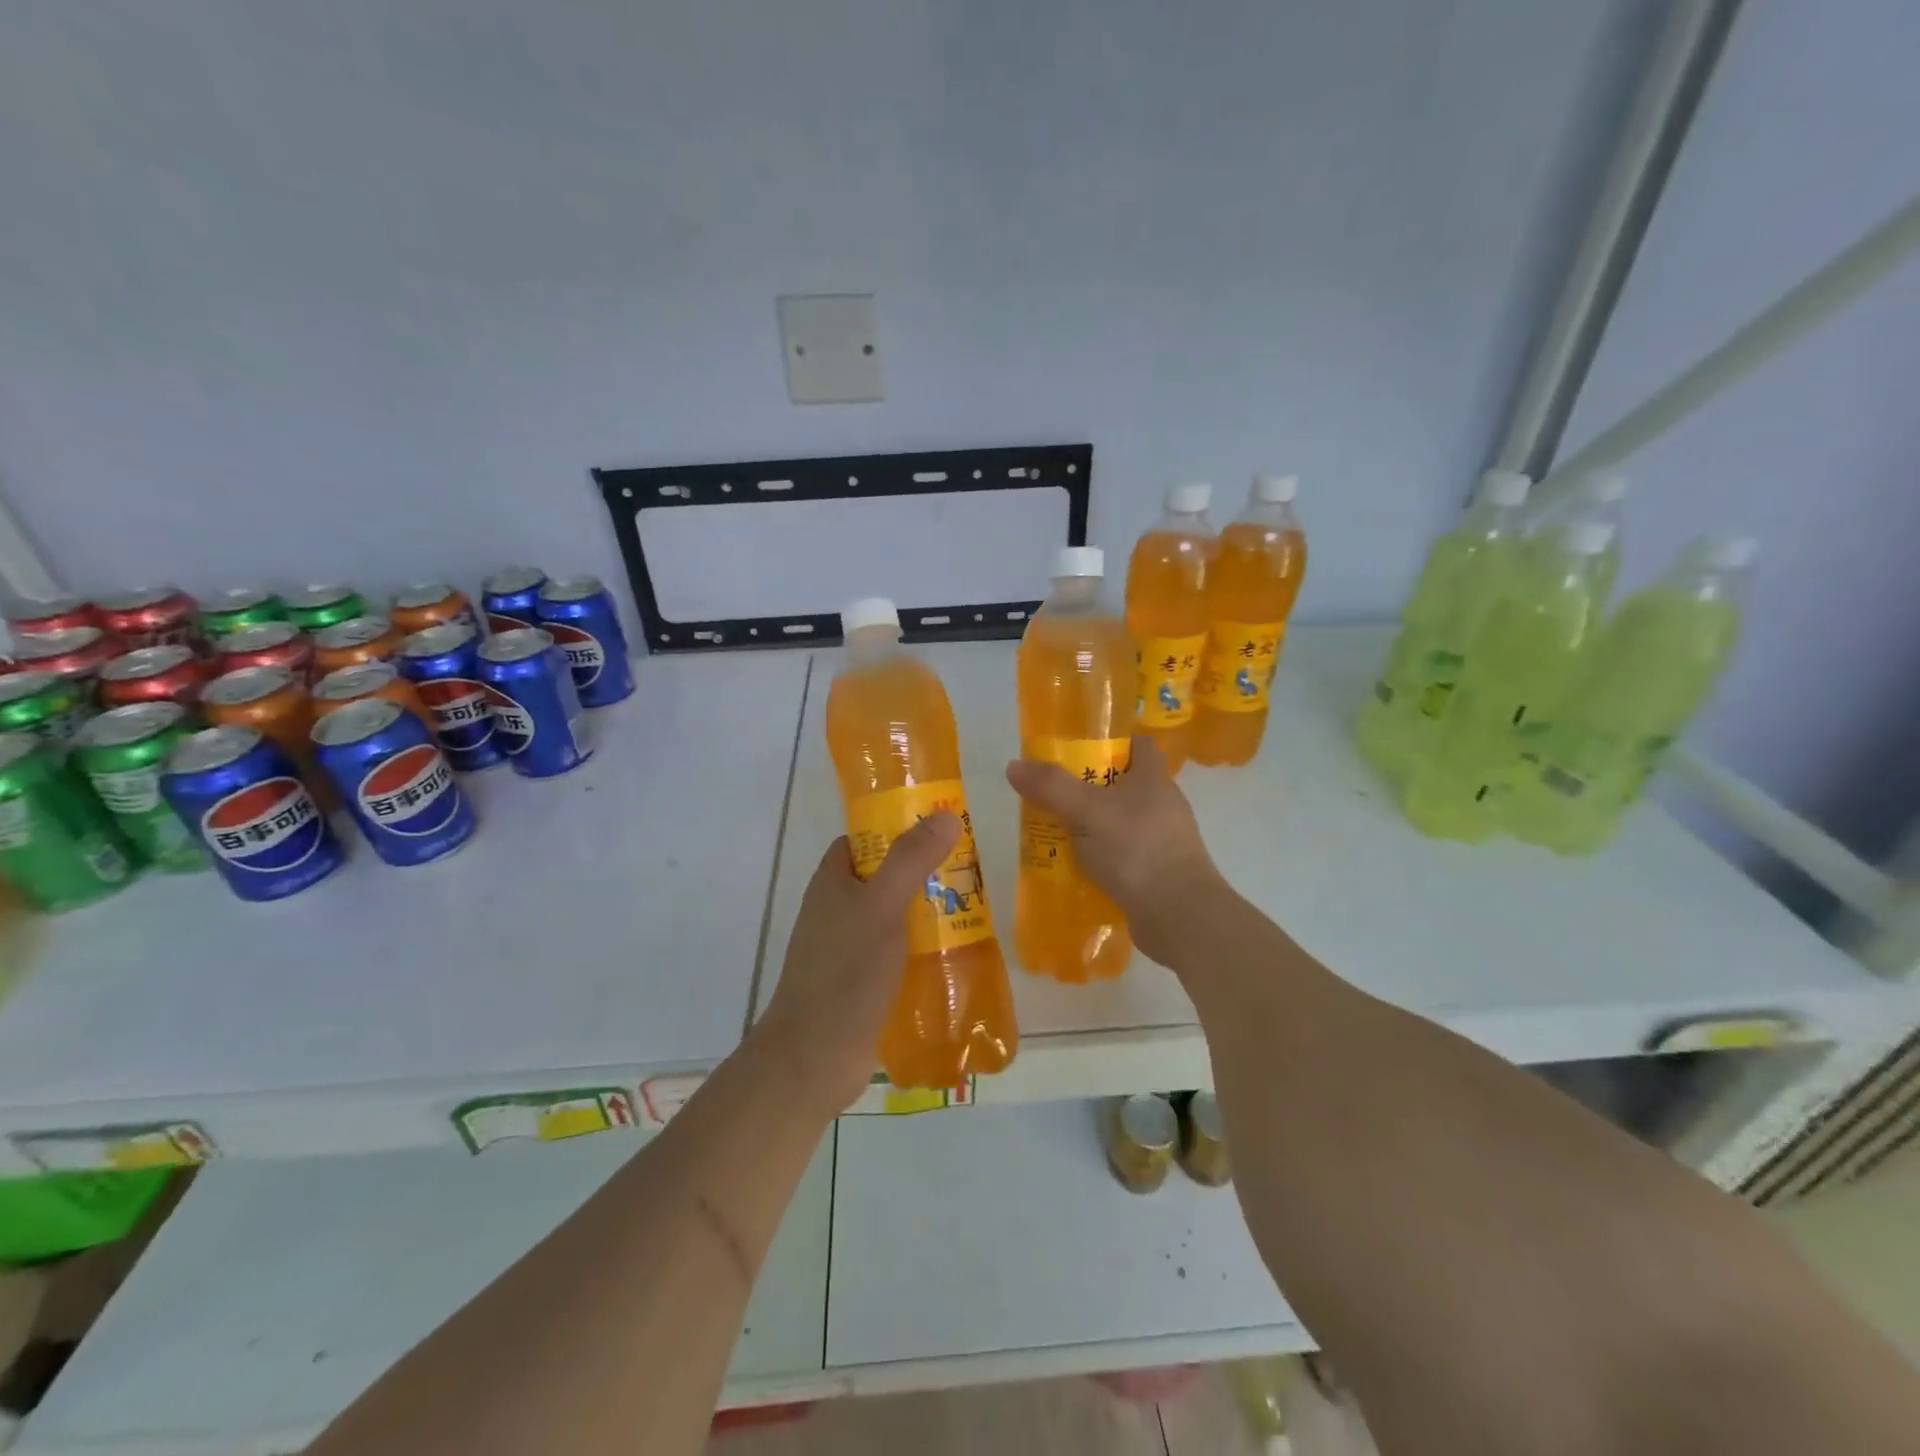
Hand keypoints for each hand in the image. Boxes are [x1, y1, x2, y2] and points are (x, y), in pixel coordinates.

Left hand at [756, 812, 961, 1116]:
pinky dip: (924, 950)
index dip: (896, 828)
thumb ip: (911, 860)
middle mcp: (838, 910)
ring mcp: (849, 949)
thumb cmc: (845, 972)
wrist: (815, 1058)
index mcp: (832, 883)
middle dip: (924, 874)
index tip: (938, 829)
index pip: (863, 840)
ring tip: (974, 911)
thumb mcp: (882, 906)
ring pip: (896, 917)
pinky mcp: (864, 983)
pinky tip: (957, 956)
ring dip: (929, 914)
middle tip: (969, 872)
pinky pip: (899, 954)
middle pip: (885, 878)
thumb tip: (947, 815)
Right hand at [1005, 735, 1223, 965]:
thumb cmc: (1135, 849)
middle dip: (1088, 788)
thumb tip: (1014, 766)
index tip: (1076, 750)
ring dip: (1092, 827)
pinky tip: (1076, 869)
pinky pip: (1123, 856)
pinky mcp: (1158, 873)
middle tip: (1053, 796)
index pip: (1138, 745)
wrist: (1178, 915)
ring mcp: (1164, 840)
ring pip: (1120, 823)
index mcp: (1154, 778)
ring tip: (1057, 834)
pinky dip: (1101, 859)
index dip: (1110, 742)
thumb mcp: (1086, 811)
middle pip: (1123, 784)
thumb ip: (1051, 787)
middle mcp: (1163, 804)